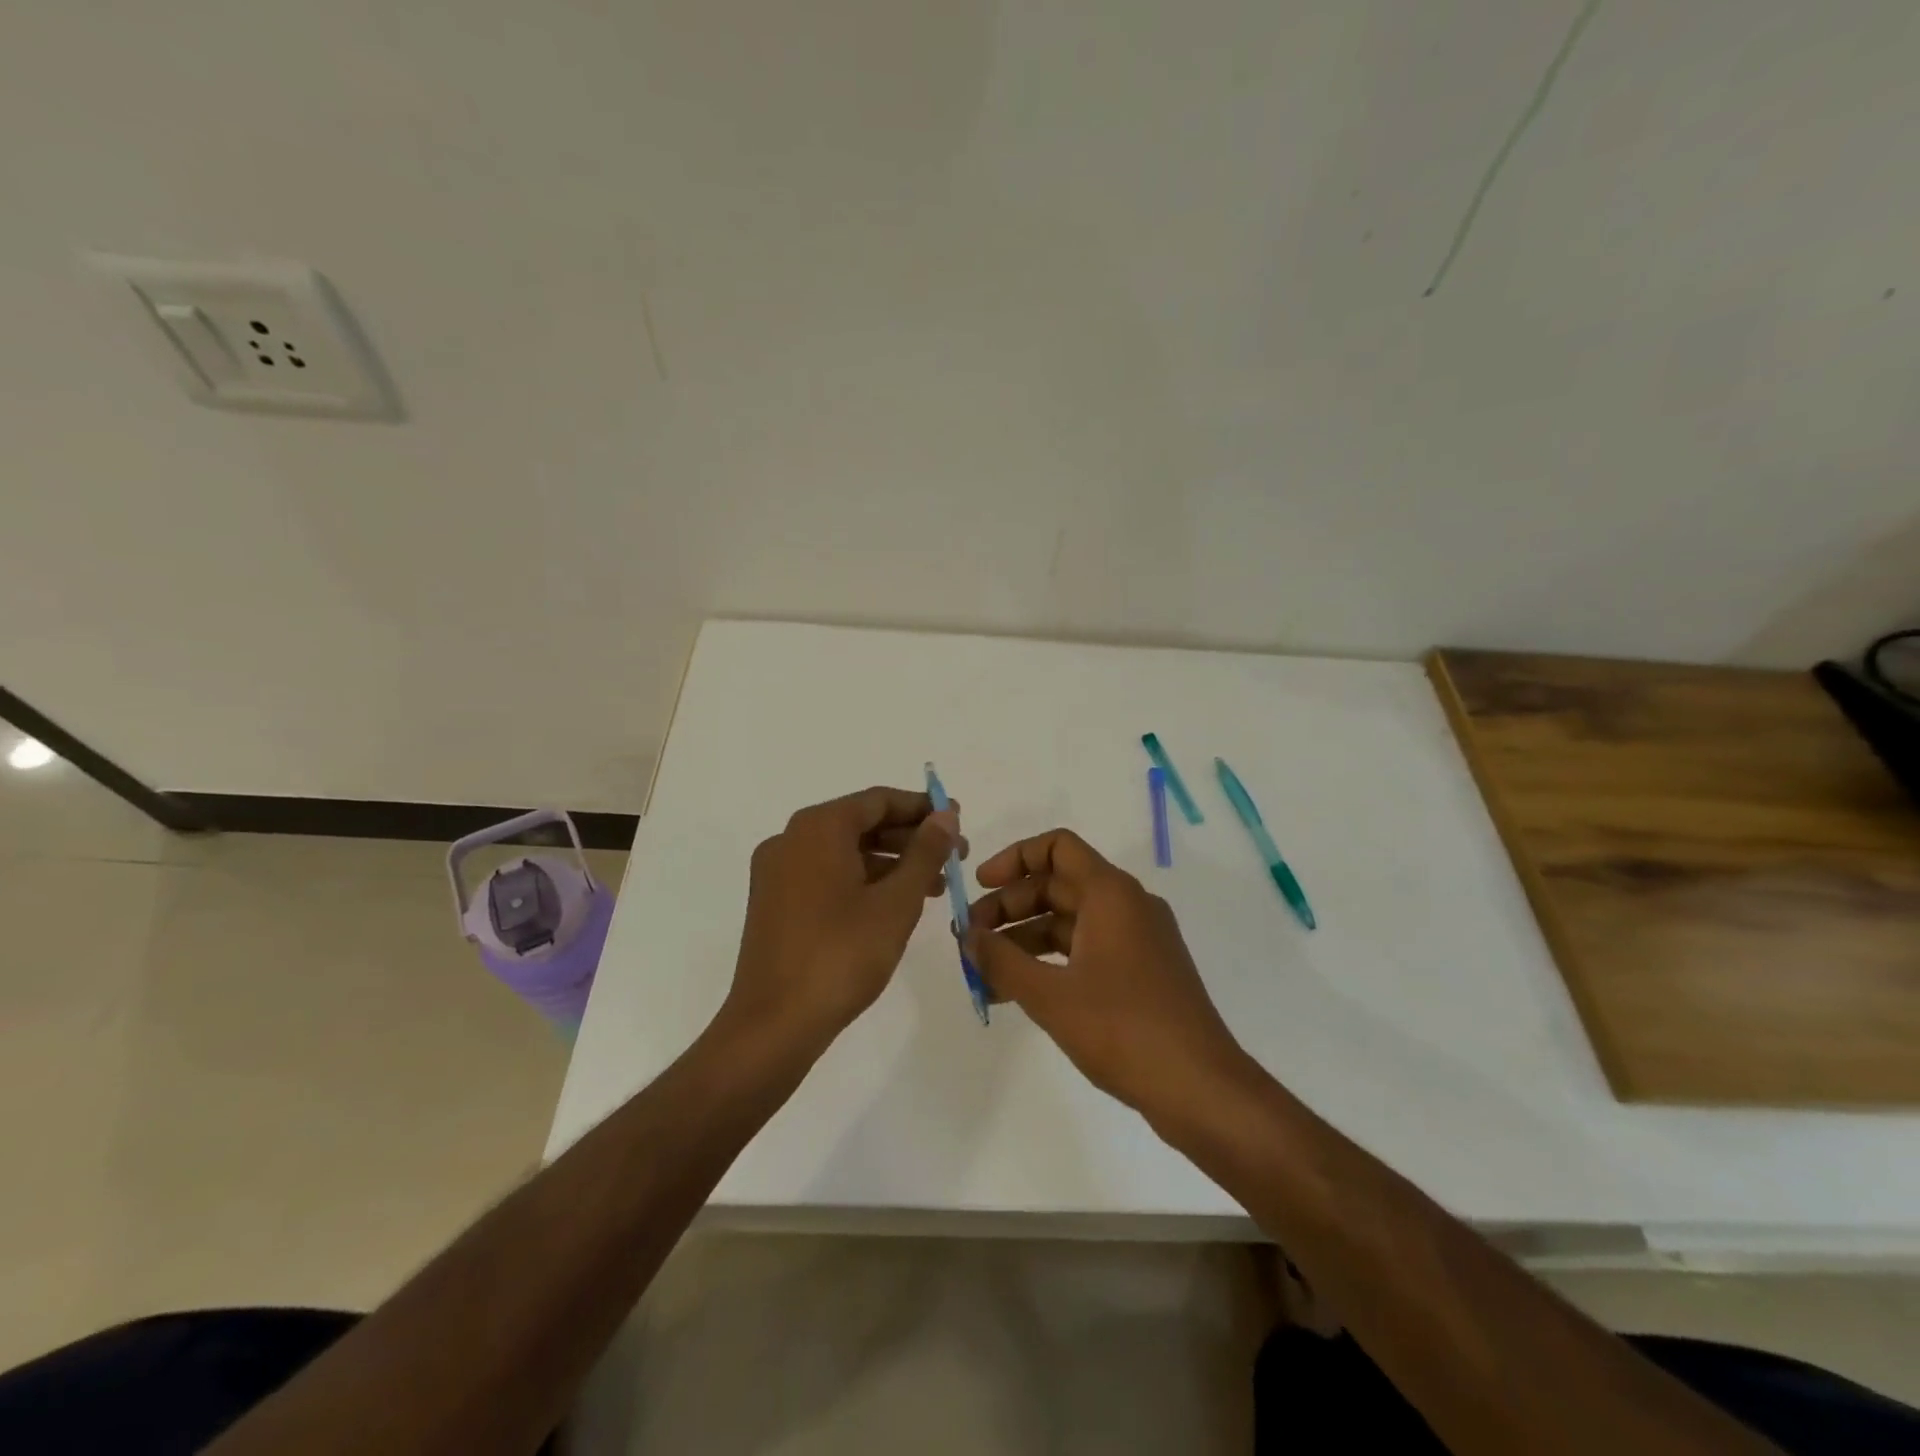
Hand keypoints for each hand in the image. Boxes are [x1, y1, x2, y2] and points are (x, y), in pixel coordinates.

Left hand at [724, 786, 961, 1053]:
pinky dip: (863, 881)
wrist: (773, 1026)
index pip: (879, 800)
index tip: (958, 820)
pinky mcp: (774, 903)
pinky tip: (895, 904)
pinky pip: (826, 875)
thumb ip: (925, 852)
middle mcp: (791, 839)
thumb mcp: (896, 902)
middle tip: (955, 857)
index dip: (923, 807)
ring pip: (845, 852)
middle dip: (911, 838)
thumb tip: (946, 814)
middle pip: (861, 823)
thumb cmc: (841, 956)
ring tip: (936, 885)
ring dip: (891, 862)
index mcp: (817, 828)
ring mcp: (777, 872)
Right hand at [965, 829, 1250, 1120]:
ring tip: (985, 971)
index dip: (1014, 859)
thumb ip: (1001, 960)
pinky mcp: (1142, 972)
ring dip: (1025, 938)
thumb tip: (966, 936)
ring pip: (1070, 921)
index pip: (1057, 847)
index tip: (979, 888)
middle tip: (971, 939)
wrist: (1201, 1088)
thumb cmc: (1124, 1029)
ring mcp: (1138, 939)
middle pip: (1058, 885)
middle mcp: (1127, 905)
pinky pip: (1087, 949)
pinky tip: (1018, 992)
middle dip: (1010, 907)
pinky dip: (1051, 961)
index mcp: (1111, 893)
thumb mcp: (1050, 995)